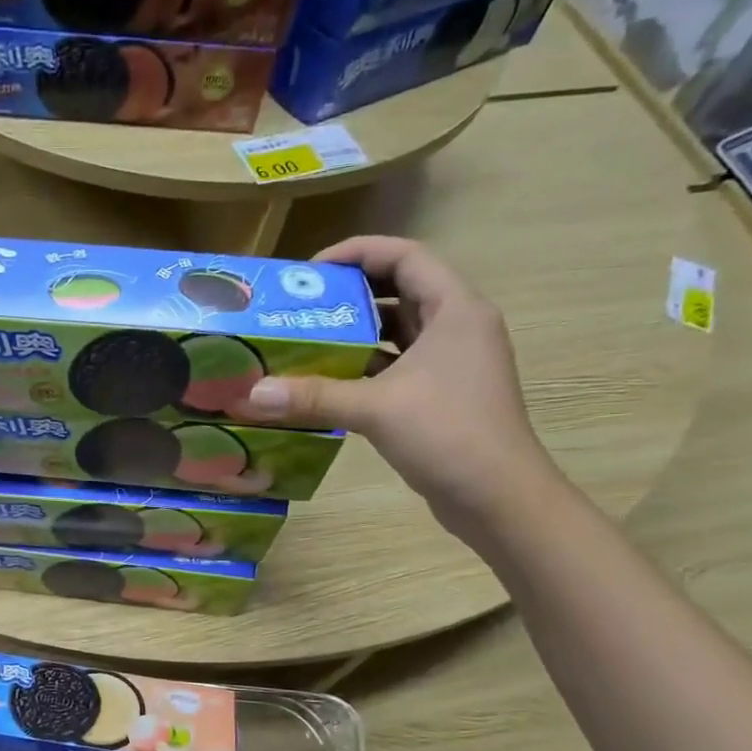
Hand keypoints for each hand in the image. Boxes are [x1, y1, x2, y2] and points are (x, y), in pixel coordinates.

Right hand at [230, 236, 556, 538]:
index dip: (358, 252)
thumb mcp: (375, 408)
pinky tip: (331, 381)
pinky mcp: (444, 395)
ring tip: (309, 338)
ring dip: (359, 332)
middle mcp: (459, 327)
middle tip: (304, 305)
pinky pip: (400, 365)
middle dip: (352, 292)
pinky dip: (368, 367)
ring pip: (401, 331)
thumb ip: (314, 396)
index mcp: (456, 309)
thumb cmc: (448, 435)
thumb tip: (253, 394)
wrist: (499, 498)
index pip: (406, 256)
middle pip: (402, 290)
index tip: (312, 270)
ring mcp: (454, 363)